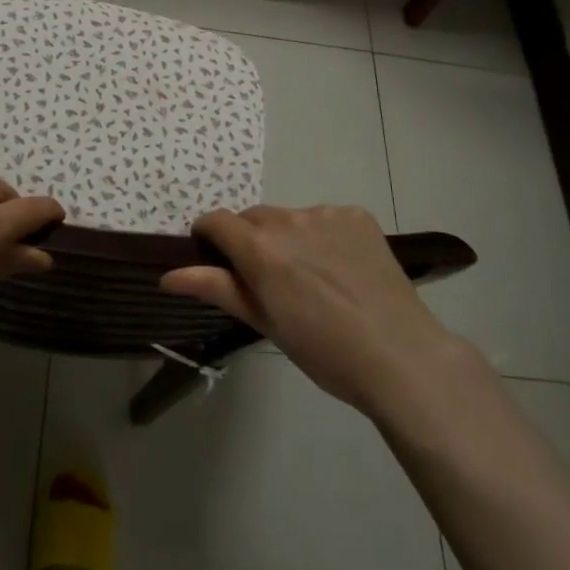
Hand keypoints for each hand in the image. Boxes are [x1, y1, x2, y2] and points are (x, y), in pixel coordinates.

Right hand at [162, 205, 466, 416]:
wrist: (401, 356)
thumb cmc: (324, 351)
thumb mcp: (265, 323)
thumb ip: (216, 289)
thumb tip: (167, 275)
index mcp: (260, 248)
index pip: (216, 221)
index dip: (208, 236)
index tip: (213, 258)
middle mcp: (289, 219)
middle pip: (253, 218)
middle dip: (250, 241)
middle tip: (267, 280)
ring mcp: (327, 213)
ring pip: (290, 218)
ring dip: (288, 238)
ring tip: (312, 278)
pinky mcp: (357, 215)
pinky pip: (325, 218)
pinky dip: (322, 236)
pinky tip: (341, 269)